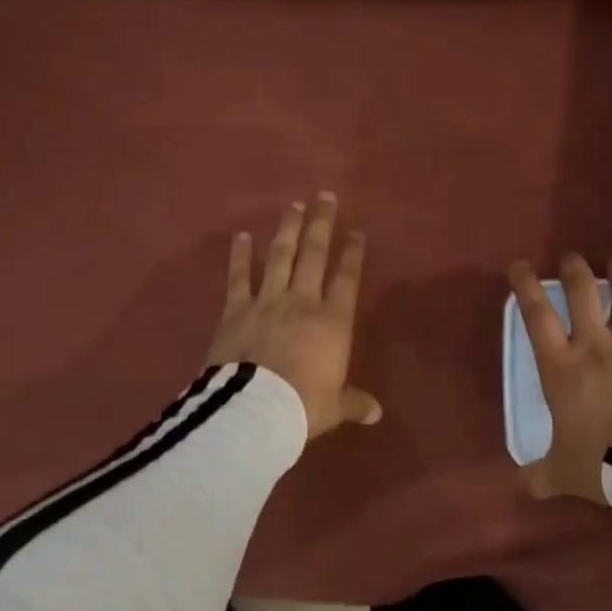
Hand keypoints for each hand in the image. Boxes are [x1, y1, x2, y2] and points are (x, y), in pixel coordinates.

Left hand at [208, 194, 382, 439]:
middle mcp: (302, 301)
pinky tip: (241, 235)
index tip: (357, 231)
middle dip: (321, 224)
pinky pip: (238, 277)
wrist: (254, 410)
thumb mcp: (334, 407)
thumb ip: (354, 403)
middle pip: (314, 254)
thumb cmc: (303, 407)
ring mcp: (267, 301)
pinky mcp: (235, 310)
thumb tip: (376, 413)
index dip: (353, 253)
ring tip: (293, 206)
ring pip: (280, 257)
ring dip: (287, 229)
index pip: (347, 278)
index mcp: (333, 322)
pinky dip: (240, 255)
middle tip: (325, 196)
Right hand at [508, 254, 611, 505]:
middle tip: (572, 258)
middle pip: (584, 293)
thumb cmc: (600, 463)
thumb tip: (525, 486)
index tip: (519, 266)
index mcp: (561, 367)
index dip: (526, 286)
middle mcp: (596, 347)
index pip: (537, 315)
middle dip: (575, 269)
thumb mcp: (562, 473)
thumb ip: (542, 475)